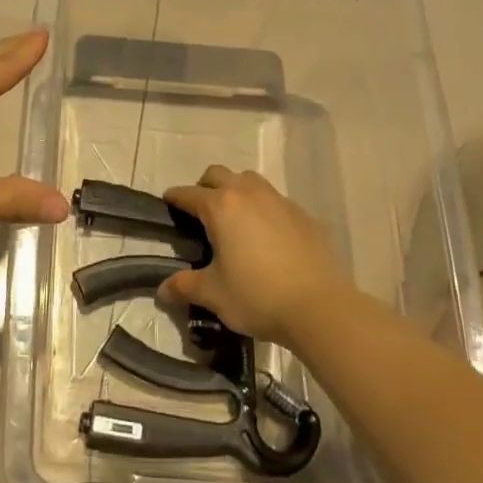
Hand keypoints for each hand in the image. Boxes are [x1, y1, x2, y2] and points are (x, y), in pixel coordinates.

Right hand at [160, 167, 347, 346]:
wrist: (320, 308)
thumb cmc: (257, 296)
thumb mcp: (213, 294)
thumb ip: (185, 287)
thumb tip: (162, 290)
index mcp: (221, 207)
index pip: (188, 193)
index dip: (174, 198)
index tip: (167, 202)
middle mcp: (249, 194)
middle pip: (219, 174)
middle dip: (205, 186)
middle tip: (200, 211)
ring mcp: (280, 201)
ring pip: (250, 181)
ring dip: (237, 190)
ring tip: (234, 218)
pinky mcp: (304, 216)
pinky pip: (276, 201)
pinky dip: (264, 209)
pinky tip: (267, 236)